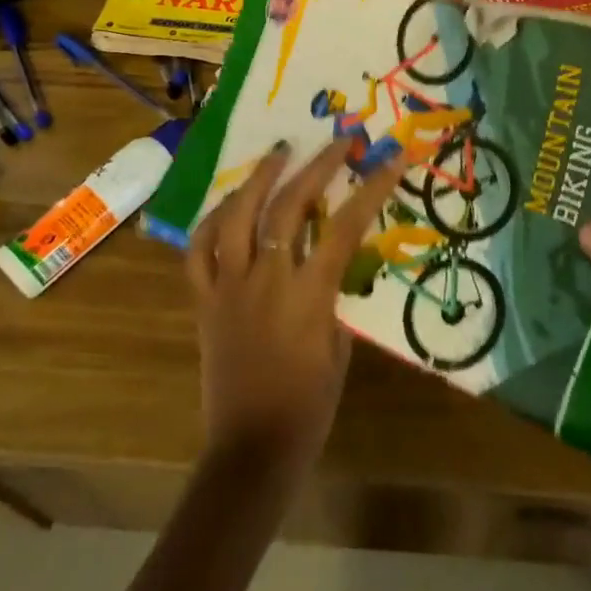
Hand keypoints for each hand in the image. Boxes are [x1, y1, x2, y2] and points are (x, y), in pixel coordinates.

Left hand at [185, 140, 407, 493]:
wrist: (252, 449)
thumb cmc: (308, 406)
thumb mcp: (339, 347)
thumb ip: (334, 297)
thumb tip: (333, 262)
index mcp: (308, 294)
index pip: (345, 226)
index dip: (372, 188)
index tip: (391, 158)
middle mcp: (266, 279)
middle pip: (290, 206)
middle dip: (318, 166)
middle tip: (338, 141)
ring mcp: (228, 286)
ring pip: (237, 216)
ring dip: (259, 178)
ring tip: (279, 151)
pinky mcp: (203, 300)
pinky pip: (200, 250)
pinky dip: (213, 221)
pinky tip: (229, 204)